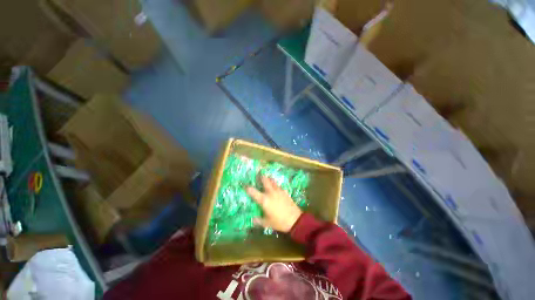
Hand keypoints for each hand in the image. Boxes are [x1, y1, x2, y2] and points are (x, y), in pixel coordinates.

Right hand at [246, 176, 302, 232]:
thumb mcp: (267, 223)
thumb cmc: (279, 222)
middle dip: (262, 177)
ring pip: (273, 182)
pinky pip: (279, 186)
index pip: (253, 192)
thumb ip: (259, 221)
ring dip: (269, 179)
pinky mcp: (285, 192)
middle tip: (259, 174)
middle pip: (265, 181)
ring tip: (267, 177)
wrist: (295, 220)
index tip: (245, 185)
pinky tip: (276, 187)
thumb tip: (252, 219)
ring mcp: (279, 191)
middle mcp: (271, 193)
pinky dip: (276, 185)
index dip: (248, 188)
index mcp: (264, 200)